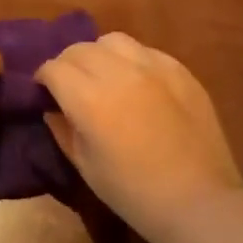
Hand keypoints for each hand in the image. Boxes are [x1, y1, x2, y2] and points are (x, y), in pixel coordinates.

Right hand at [38, 33, 242, 242]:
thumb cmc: (134, 193)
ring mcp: (153, 67)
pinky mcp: (180, 71)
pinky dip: (132, 60)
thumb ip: (63, 130)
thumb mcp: (85, 166)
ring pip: (113, 40)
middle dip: (67, 63)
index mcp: (89, 99)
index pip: (54, 68)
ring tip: (103, 75)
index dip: (43, 78)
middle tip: (70, 84)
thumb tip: (52, 109)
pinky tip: (137, 82)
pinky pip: (146, 51)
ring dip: (99, 54)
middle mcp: (119, 72)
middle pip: (80, 49)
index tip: (44, 91)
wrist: (199, 202)